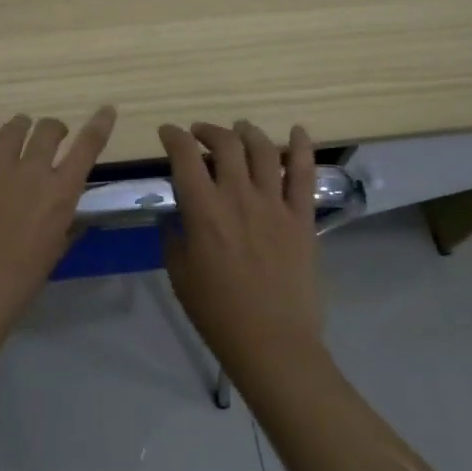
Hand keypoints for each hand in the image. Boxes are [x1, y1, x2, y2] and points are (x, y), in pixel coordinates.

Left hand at [0, 106, 116, 330]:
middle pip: (48, 130)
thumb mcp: (55, 252)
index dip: (99, 125)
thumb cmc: (20, 282)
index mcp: (60, 194)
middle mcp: (32, 173)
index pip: (87, 148)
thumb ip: (66, 225)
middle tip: (54, 134)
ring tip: (22, 126)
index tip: (106, 110)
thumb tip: (73, 212)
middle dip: (55, 128)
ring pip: (13, 130)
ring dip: (22, 124)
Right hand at [158, 120, 322, 360]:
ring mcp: (275, 204)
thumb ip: (174, 235)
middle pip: (225, 143)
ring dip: (247, 132)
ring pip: (263, 150)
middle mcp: (239, 196)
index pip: (184, 156)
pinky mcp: (301, 218)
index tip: (167, 133)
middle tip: (200, 134)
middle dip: (208, 130)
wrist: (271, 341)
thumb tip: (176, 214)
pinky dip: (302, 147)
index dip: (173, 136)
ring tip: (240, 129)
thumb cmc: (217, 312)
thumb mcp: (179, 273)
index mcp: (203, 210)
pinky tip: (298, 131)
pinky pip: (304, 174)